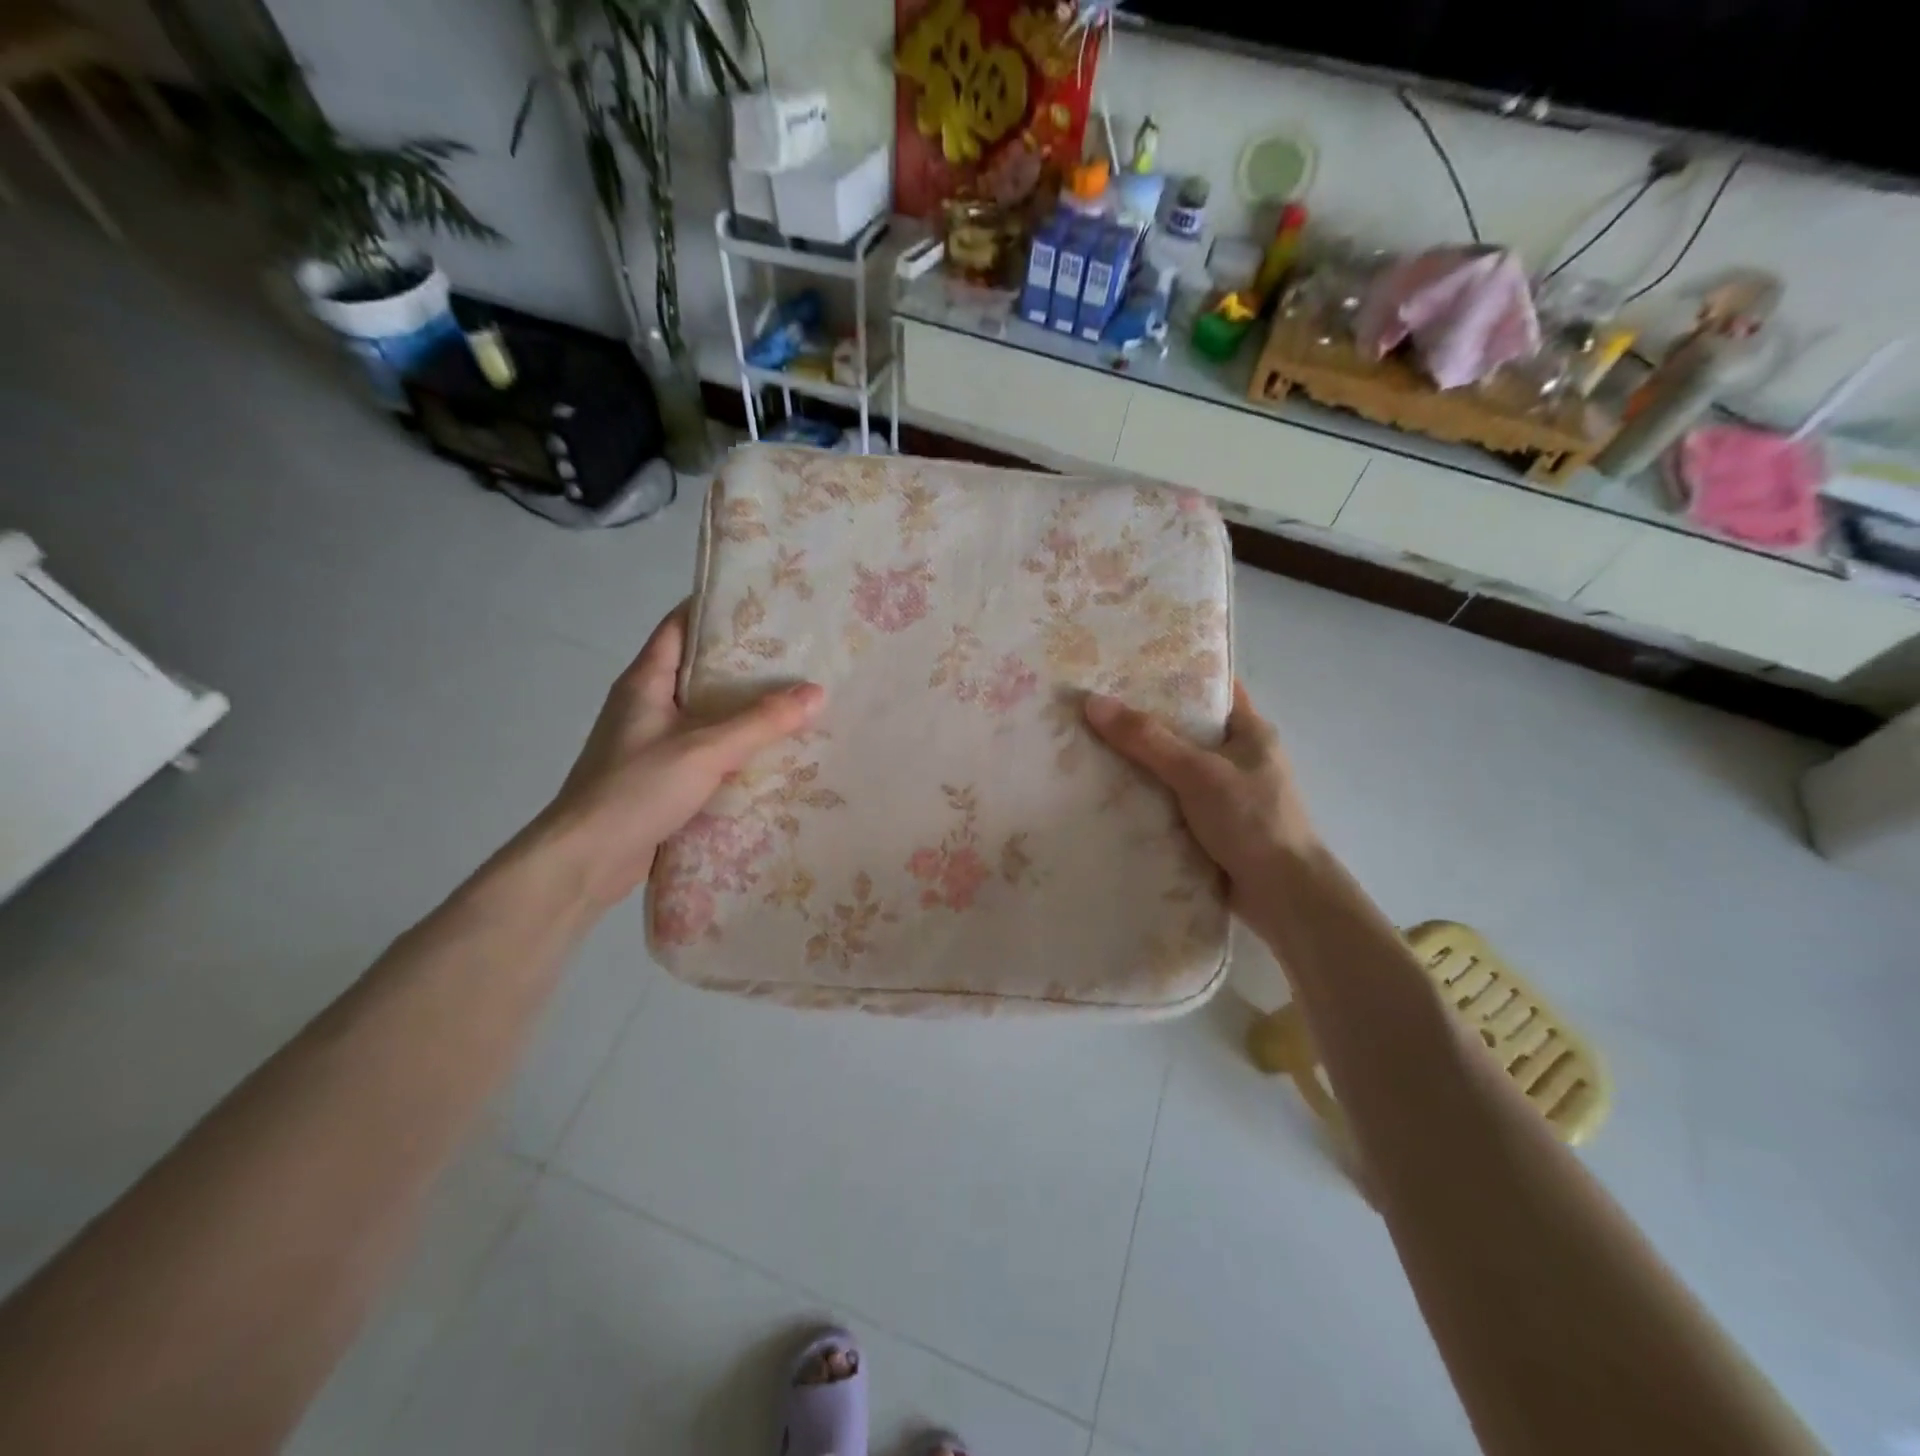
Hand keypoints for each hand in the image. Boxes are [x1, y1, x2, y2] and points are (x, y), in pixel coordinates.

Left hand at [538, 603, 824, 905]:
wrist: (586, 860)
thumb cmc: (636, 789)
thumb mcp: (705, 749)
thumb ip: (761, 722)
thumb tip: (817, 692)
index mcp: (645, 682)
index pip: (679, 626)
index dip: (717, 610)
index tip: (764, 605)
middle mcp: (647, 705)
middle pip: (699, 670)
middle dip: (745, 664)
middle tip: (796, 656)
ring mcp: (652, 743)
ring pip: (705, 714)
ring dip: (743, 710)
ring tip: (795, 701)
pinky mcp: (661, 777)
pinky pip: (705, 751)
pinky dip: (735, 748)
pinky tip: (771, 753)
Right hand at [1085, 682, 1317, 900]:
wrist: (1283, 896)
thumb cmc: (1251, 821)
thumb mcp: (1197, 772)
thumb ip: (1147, 739)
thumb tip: (1093, 702)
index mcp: (1250, 731)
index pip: (1211, 687)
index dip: (1174, 673)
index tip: (1128, 665)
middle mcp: (1239, 757)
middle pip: (1185, 728)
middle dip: (1144, 720)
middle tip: (1095, 706)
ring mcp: (1225, 793)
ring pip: (1174, 767)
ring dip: (1140, 763)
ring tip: (1089, 744)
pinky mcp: (1211, 825)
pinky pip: (1171, 801)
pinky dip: (1145, 797)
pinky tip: (1108, 793)